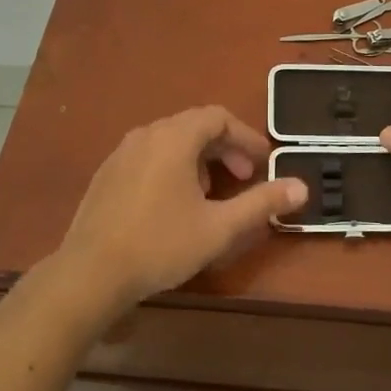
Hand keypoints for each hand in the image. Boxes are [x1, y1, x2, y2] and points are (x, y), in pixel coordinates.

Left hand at [51, 105, 305, 319]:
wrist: (89, 273)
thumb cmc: (160, 245)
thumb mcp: (219, 227)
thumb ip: (261, 203)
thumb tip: (301, 187)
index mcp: (174, 137)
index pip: (218, 117)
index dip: (246, 137)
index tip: (263, 163)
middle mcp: (147, 134)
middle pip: (194, 126)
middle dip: (225, 148)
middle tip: (244, 179)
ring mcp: (122, 152)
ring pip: (171, 141)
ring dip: (199, 158)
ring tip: (211, 193)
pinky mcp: (107, 173)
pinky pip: (149, 155)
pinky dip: (173, 167)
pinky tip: (174, 203)